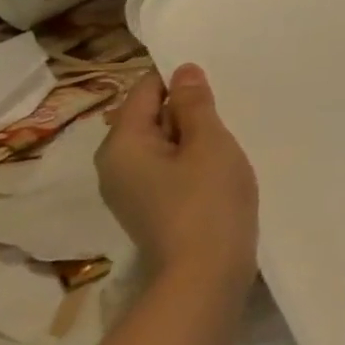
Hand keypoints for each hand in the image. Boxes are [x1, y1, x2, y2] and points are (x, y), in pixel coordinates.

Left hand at [96, 64, 258, 285]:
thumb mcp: (209, 143)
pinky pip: (168, 168)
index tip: (214, 75)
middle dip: (185, 108)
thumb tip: (183, 72)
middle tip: (228, 104)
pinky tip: (220, 164)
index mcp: (122, 144)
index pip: (144, 92)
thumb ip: (195, 105)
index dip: (177, 79)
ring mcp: (131, 191)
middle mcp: (115, 166)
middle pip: (149, 118)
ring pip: (161, 145)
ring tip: (229, 133)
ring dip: (191, 135)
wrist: (206, 273)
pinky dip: (191, 159)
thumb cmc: (208, 200)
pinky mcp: (151, 209)